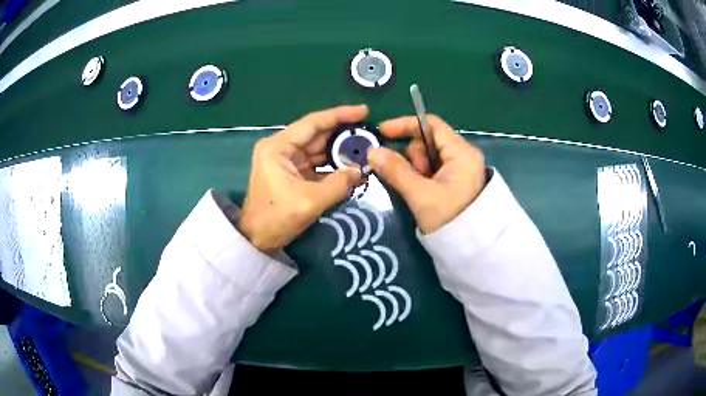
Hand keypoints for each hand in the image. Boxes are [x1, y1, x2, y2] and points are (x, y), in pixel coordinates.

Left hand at [238, 105, 366, 251]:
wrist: (255, 239)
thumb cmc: (275, 218)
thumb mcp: (309, 202)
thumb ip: (338, 184)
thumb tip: (360, 171)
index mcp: (278, 146)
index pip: (313, 123)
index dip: (339, 115)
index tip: (364, 111)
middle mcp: (282, 147)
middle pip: (318, 134)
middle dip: (344, 134)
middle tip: (371, 133)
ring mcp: (287, 160)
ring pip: (319, 149)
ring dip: (341, 151)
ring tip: (367, 149)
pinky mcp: (293, 173)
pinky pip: (318, 164)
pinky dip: (334, 166)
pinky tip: (353, 168)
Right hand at [368, 115, 485, 233]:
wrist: (473, 249)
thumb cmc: (450, 219)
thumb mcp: (421, 195)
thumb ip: (396, 171)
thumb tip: (372, 152)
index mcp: (461, 152)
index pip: (431, 124)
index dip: (405, 125)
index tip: (382, 133)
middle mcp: (463, 155)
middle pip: (428, 141)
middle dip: (413, 157)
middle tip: (413, 180)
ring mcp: (461, 168)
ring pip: (429, 157)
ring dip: (417, 169)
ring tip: (420, 191)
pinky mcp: (457, 181)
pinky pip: (433, 170)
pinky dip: (422, 177)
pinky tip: (422, 192)